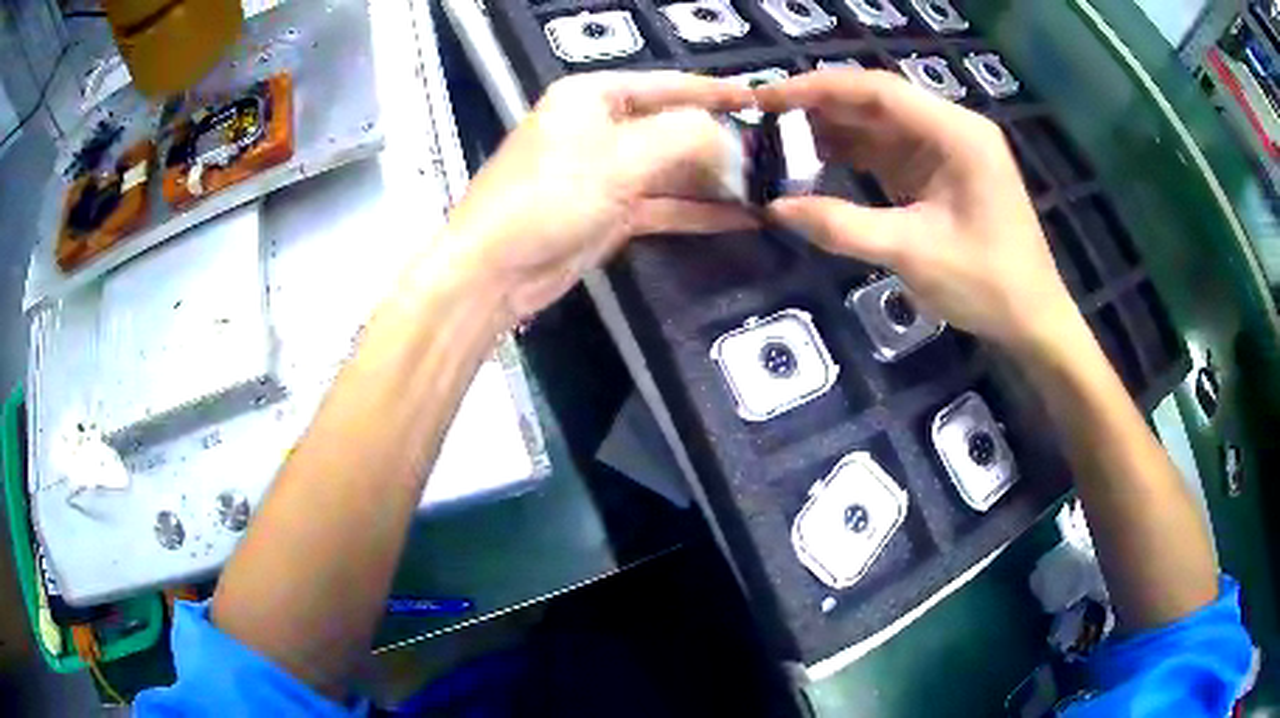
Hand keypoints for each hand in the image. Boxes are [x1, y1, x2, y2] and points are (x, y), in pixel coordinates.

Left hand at [443, 71, 756, 324]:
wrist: (495, 271)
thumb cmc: (550, 195)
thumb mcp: (621, 155)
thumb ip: (686, 136)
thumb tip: (733, 140)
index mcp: (594, 96)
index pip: (668, 84)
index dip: (716, 91)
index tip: (762, 99)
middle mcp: (601, 127)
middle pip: (674, 127)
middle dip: (722, 143)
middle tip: (775, 156)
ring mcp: (606, 173)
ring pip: (673, 170)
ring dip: (715, 181)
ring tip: (767, 189)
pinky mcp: (611, 213)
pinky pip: (665, 205)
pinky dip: (698, 211)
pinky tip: (740, 217)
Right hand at [755, 70, 1080, 354]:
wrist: (1032, 320)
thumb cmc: (987, 284)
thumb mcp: (912, 253)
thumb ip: (843, 226)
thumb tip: (775, 208)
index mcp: (956, 134)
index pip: (878, 91)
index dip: (817, 88)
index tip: (766, 98)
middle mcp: (952, 129)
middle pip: (876, 102)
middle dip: (820, 107)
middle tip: (763, 119)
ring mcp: (947, 150)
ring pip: (879, 126)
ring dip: (833, 131)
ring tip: (778, 140)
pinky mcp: (940, 173)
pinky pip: (888, 152)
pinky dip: (852, 156)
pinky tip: (816, 162)